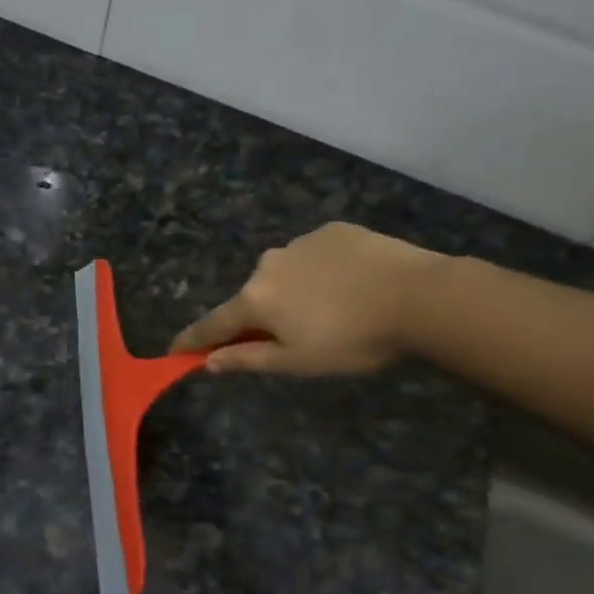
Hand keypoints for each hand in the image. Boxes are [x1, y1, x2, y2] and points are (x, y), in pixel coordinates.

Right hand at [170, 222, 446, 375]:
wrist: (419, 296)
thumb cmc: (353, 340)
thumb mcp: (298, 362)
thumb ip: (248, 360)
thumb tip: (207, 362)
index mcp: (255, 300)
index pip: (213, 324)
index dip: (193, 340)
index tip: (174, 349)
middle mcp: (267, 265)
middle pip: (252, 298)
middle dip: (260, 317)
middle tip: (291, 339)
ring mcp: (300, 242)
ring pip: (284, 274)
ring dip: (292, 292)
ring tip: (331, 311)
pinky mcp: (333, 230)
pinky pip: (314, 256)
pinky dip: (320, 272)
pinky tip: (350, 286)